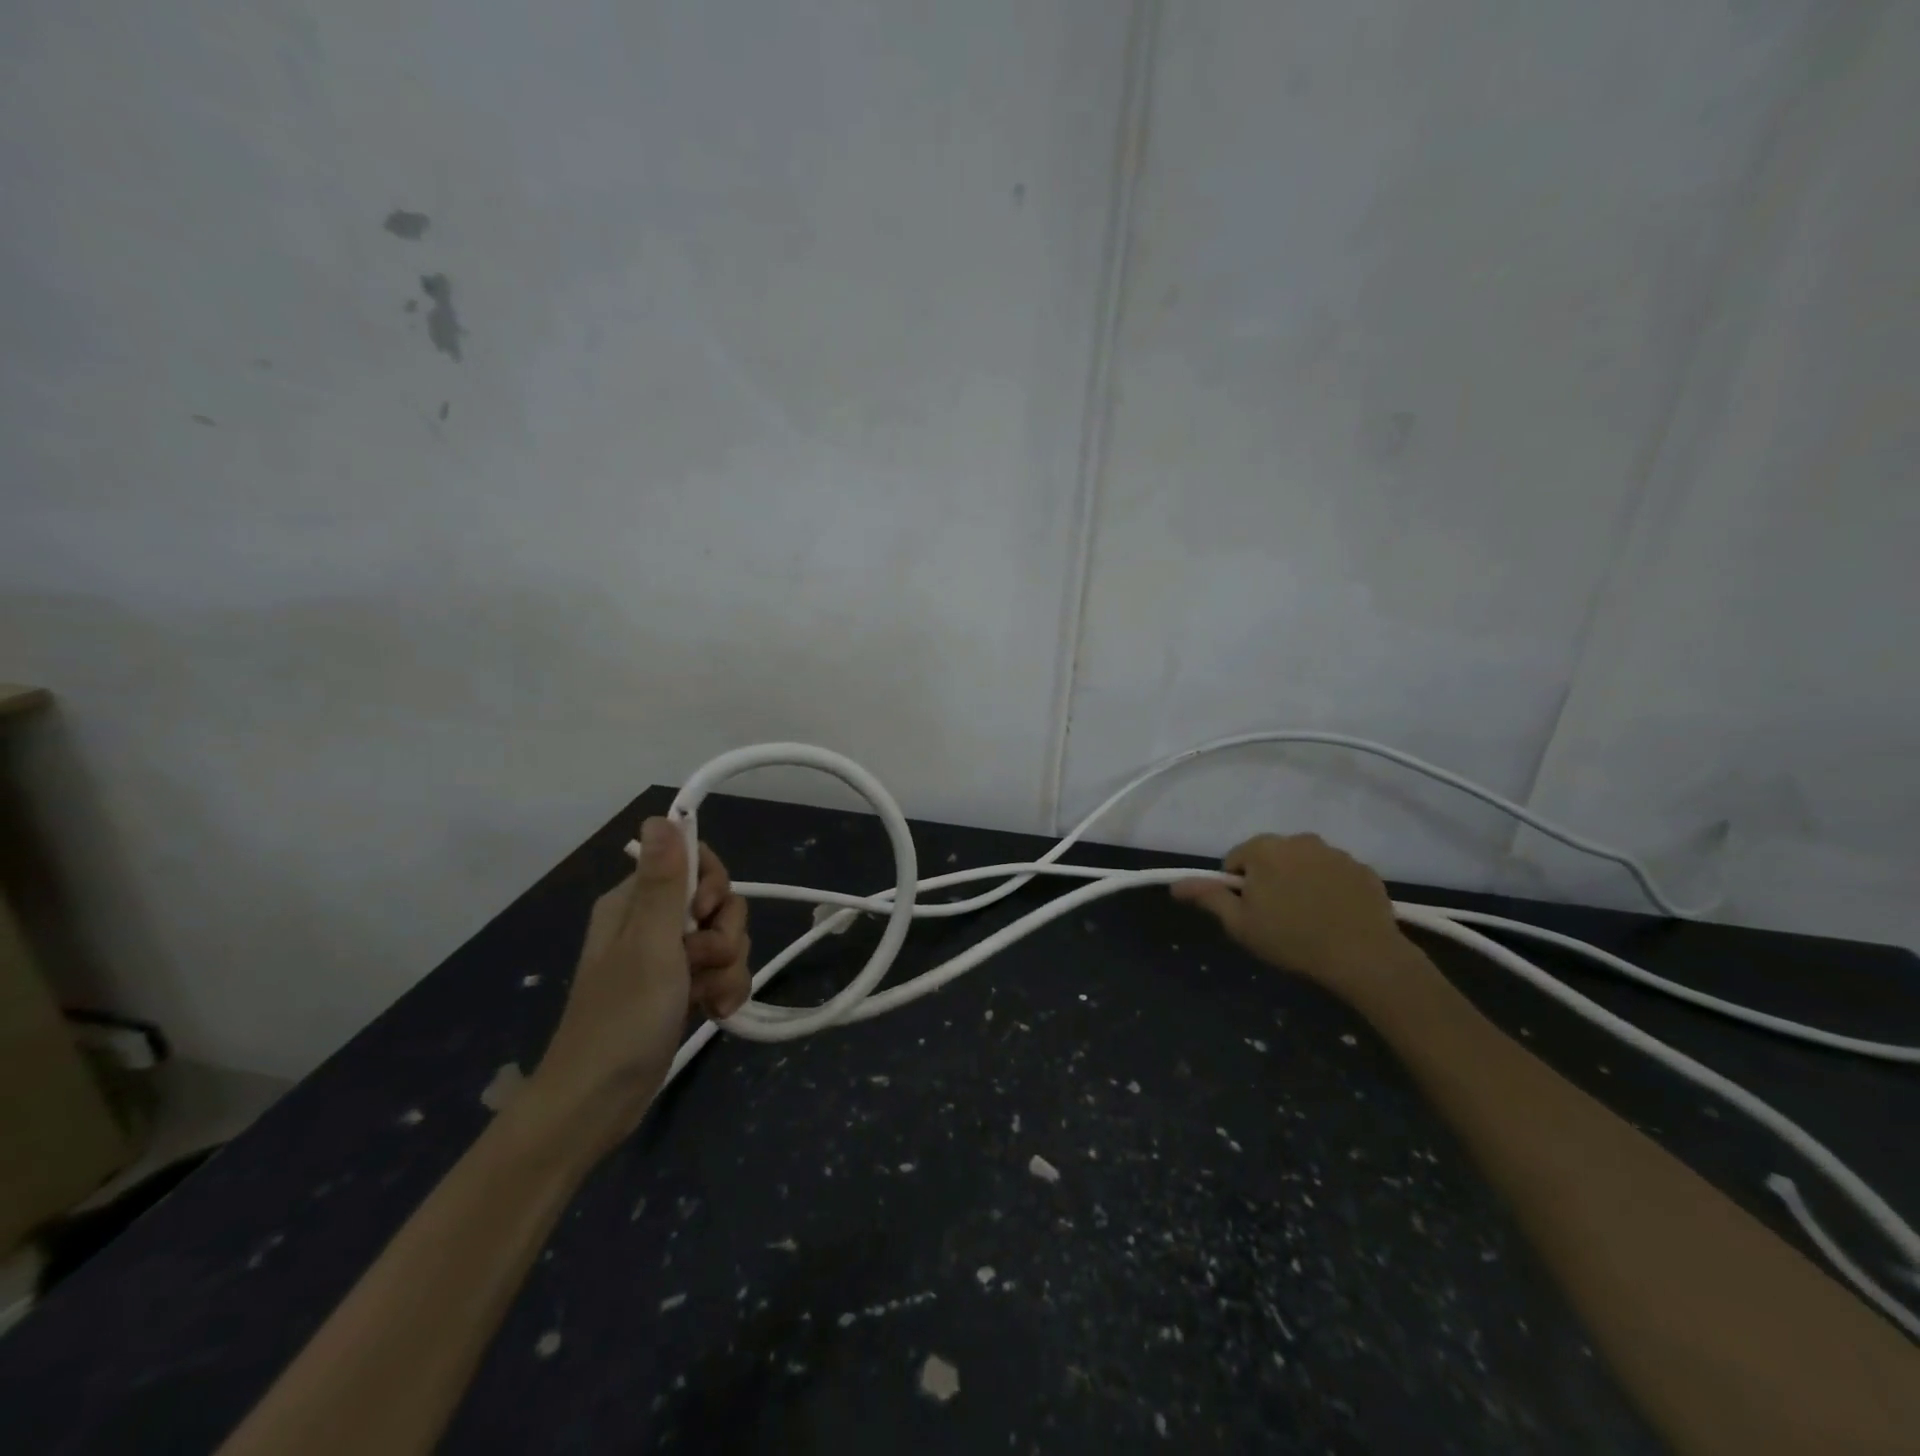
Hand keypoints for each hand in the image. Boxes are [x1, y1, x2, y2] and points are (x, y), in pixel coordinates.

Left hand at [529, 818, 751, 1145]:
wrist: (598, 1103)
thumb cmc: (622, 1017)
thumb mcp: (650, 944)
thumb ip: (664, 881)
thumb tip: (661, 815)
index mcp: (636, 902)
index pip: (693, 861)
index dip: (713, 883)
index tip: (704, 913)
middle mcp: (652, 923)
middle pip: (718, 903)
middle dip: (724, 935)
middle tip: (701, 963)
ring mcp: (669, 959)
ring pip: (726, 939)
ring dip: (728, 968)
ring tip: (707, 999)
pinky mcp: (682, 990)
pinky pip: (723, 972)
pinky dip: (726, 990)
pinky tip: (714, 1012)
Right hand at [1172, 833, 1410, 1000]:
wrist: (1363, 957)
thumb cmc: (1291, 939)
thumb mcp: (1239, 923)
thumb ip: (1208, 897)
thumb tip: (1175, 884)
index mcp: (1264, 849)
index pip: (1236, 860)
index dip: (1238, 888)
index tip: (1252, 913)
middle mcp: (1299, 840)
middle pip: (1271, 857)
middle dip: (1269, 880)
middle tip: (1278, 917)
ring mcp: (1335, 852)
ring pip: (1304, 863)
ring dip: (1300, 881)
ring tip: (1309, 918)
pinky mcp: (1363, 869)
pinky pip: (1335, 874)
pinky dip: (1330, 888)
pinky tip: (1335, 916)